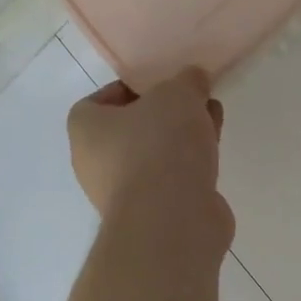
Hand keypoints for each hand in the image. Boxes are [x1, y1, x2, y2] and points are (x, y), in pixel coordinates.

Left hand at [68, 69, 233, 249]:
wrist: (172, 220)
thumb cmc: (160, 145)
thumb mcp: (178, 94)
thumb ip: (187, 81)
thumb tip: (195, 80)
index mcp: (85, 129)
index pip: (98, 101)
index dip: (131, 88)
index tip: (162, 84)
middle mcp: (95, 163)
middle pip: (131, 129)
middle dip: (164, 113)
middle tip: (193, 100)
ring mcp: (123, 193)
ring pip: (153, 154)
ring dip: (181, 138)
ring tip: (212, 120)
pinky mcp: (152, 215)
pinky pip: (171, 179)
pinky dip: (190, 165)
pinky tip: (214, 153)